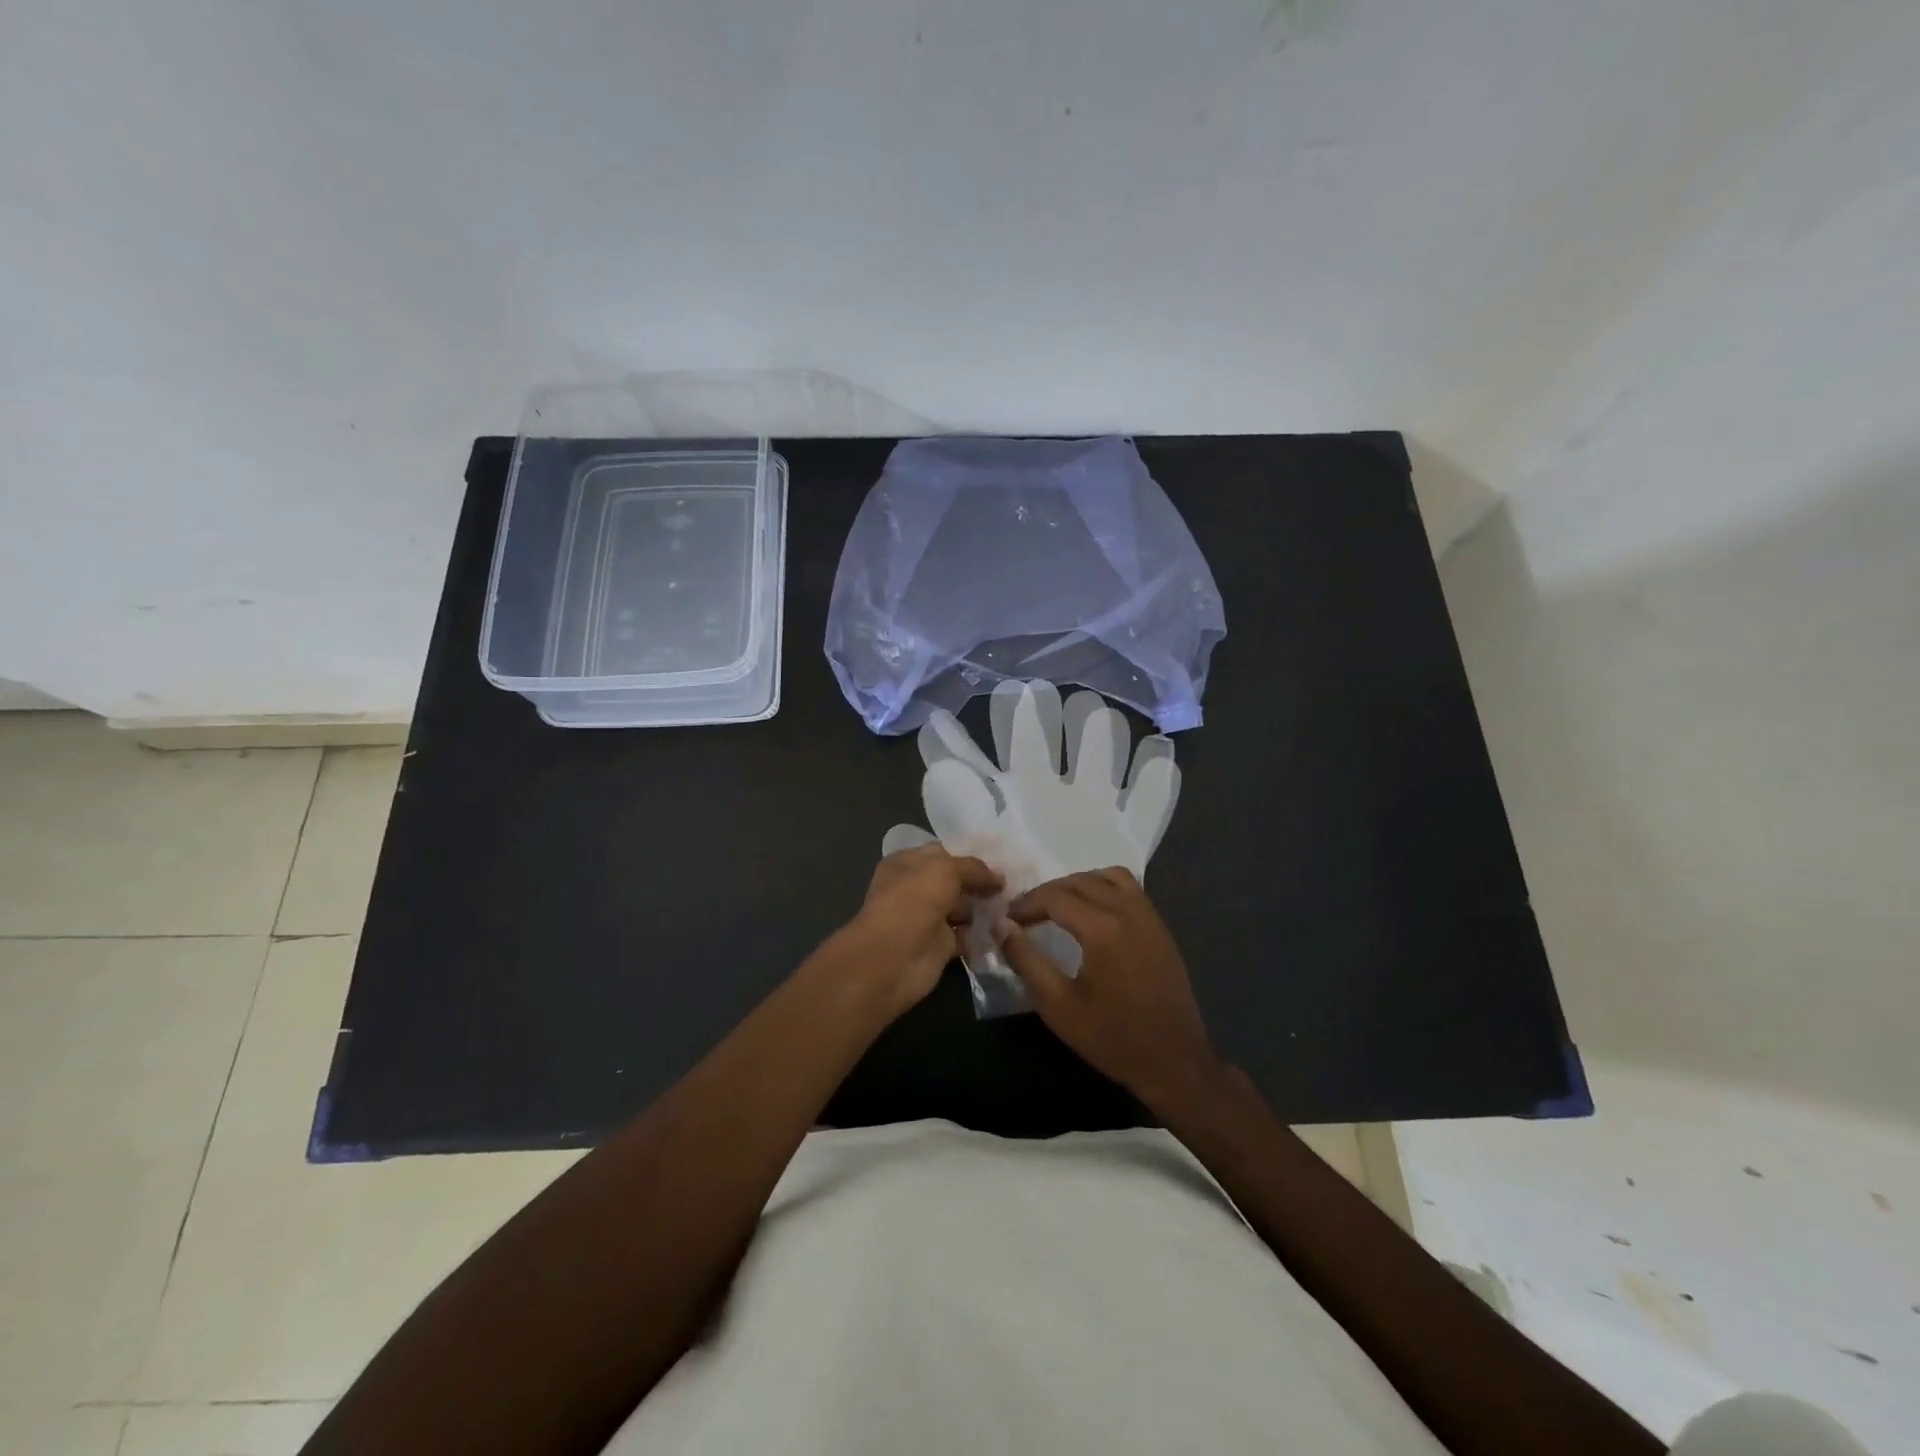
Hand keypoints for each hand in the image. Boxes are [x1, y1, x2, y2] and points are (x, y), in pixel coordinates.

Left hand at [847, 843, 1001, 1013]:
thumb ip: (974, 868)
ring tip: (1015, 906)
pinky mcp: (940, 945)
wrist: (892, 959)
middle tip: (1014, 884)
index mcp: (908, 863)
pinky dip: (984, 934)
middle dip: (983, 882)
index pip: (945, 852)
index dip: (972, 854)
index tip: (1003, 858)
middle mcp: (916, 888)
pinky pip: (967, 935)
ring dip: (986, 908)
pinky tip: (1005, 929)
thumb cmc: (913, 901)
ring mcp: (928, 917)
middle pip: (956, 881)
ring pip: (964, 908)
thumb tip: (999, 877)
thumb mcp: (945, 870)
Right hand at [1001, 868, 1225, 1107]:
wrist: (1174, 1062)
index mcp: (1102, 928)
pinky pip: (1131, 889)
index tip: (1007, 919)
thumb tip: (1001, 927)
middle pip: (1080, 881)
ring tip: (1059, 906)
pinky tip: (1094, 913)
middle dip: (1048, 891)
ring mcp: (1149, 917)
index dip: (1026, 903)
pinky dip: (1106, 888)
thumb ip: (1026, 960)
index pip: (1055, 897)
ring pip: (1109, 876)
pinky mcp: (1161, 928)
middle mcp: (1128, 911)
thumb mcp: (1058, 1005)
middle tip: (1025, 913)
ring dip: (1079, 883)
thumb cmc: (1111, 1037)